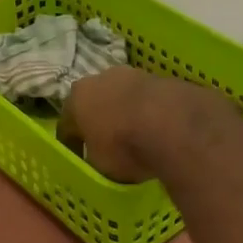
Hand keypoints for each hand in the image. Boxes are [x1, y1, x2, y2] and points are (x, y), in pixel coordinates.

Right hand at [58, 66, 216, 182]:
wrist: (175, 125)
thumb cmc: (124, 147)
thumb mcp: (100, 167)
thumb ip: (94, 160)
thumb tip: (99, 160)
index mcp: (76, 99)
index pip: (67, 125)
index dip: (73, 146)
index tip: (81, 161)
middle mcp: (101, 79)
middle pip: (96, 104)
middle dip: (100, 122)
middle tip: (108, 146)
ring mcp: (134, 74)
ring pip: (124, 98)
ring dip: (127, 115)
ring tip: (137, 139)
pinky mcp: (164, 78)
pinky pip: (150, 102)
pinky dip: (151, 114)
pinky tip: (159, 132)